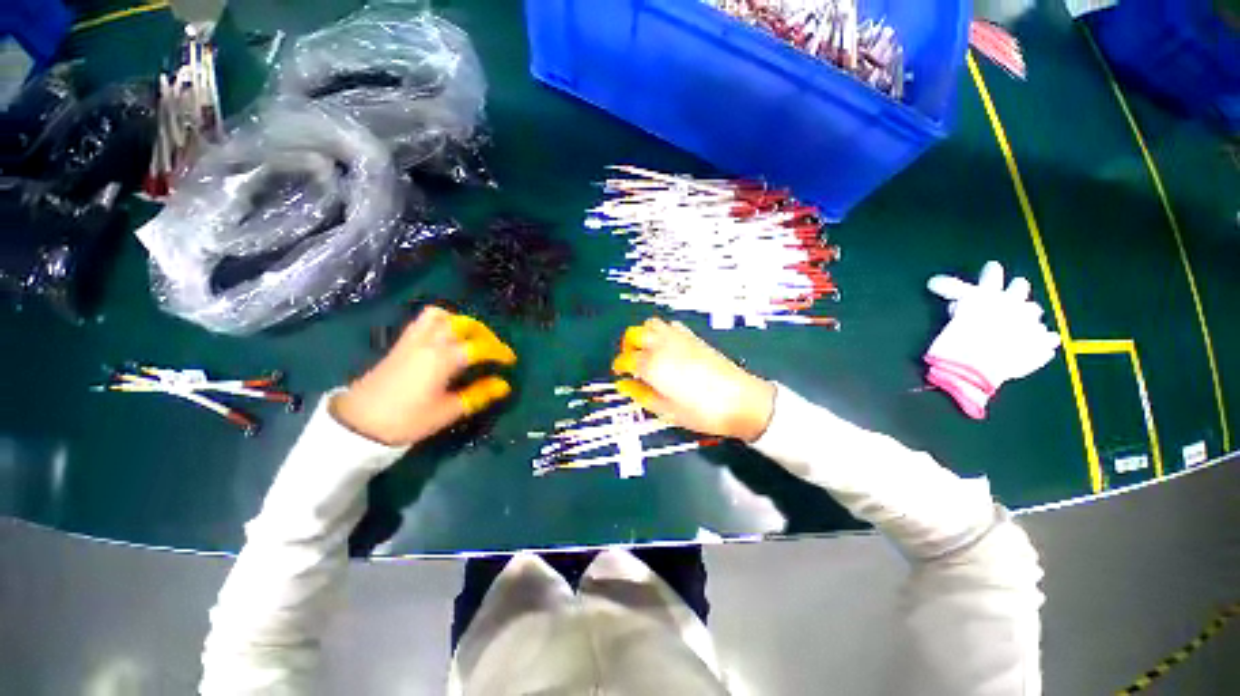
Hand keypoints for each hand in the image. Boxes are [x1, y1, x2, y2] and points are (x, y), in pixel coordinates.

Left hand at [331, 307, 515, 446]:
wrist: (358, 423)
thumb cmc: (407, 419)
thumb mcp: (447, 411)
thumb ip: (478, 395)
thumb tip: (504, 385)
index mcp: (443, 358)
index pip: (480, 347)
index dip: (499, 352)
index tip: (510, 361)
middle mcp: (430, 341)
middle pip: (464, 324)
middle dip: (485, 334)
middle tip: (493, 349)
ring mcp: (413, 339)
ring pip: (443, 316)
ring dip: (462, 323)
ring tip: (471, 339)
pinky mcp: (402, 343)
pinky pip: (425, 320)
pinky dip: (443, 322)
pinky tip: (447, 339)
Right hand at [611, 318, 774, 441]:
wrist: (741, 400)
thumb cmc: (702, 411)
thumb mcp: (666, 410)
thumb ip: (641, 394)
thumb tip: (624, 385)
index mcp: (652, 364)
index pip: (626, 358)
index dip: (619, 366)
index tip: (620, 373)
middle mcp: (662, 345)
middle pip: (634, 334)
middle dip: (627, 345)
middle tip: (630, 360)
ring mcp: (679, 338)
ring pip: (651, 324)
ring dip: (643, 334)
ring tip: (646, 351)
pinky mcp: (693, 337)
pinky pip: (670, 325)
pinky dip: (662, 331)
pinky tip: (667, 346)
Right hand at [925, 261, 1060, 417]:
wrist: (978, 371)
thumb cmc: (957, 341)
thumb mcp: (950, 316)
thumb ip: (951, 299)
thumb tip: (938, 284)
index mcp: (991, 296)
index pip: (992, 275)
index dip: (990, 272)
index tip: (991, 268)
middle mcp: (1015, 304)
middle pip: (1019, 287)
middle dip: (1015, 289)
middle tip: (1011, 291)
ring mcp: (1031, 324)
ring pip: (1034, 311)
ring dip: (1027, 314)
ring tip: (1022, 320)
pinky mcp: (1041, 345)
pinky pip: (1047, 339)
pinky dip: (1043, 340)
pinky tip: (1042, 342)